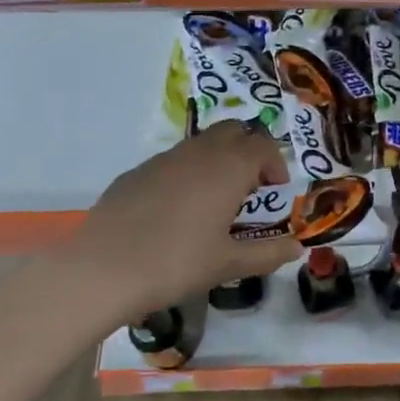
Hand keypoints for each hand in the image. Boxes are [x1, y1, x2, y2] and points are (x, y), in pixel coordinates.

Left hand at [49, 121, 301, 326]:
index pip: (263, 145)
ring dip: (218, 159)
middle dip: (248, 149)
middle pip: (233, 130)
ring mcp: (163, 159)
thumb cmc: (176, 264)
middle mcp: (199, 153)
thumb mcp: (228, 264)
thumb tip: (298, 248)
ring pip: (201, 142)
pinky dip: (187, 173)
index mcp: (228, 168)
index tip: (275, 189)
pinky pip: (172, 161)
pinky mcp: (135, 173)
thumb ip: (268, 254)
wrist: (101, 270)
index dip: (275, 163)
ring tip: (215, 198)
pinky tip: (176, 210)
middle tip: (251, 184)